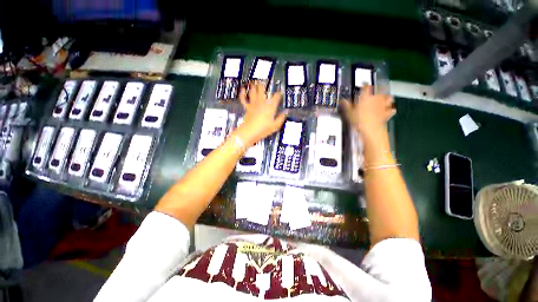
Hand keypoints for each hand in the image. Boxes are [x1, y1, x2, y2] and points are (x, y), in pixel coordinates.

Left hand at [236, 83, 286, 145]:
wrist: (250, 132)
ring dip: (254, 85)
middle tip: (264, 80)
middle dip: (264, 83)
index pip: (276, 96)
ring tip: (255, 81)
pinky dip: (242, 93)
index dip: (279, 93)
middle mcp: (262, 102)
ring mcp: (253, 104)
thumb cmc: (263, 129)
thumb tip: (286, 112)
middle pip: (262, 89)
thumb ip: (281, 118)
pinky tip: (243, 89)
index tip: (280, 91)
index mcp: (270, 106)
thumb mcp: (275, 126)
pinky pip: (243, 98)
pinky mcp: (247, 107)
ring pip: (253, 91)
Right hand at [341, 85, 395, 138]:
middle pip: (380, 89)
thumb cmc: (358, 119)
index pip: (366, 86)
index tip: (363, 85)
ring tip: (384, 97)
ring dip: (387, 96)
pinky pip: (391, 109)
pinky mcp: (387, 112)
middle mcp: (376, 98)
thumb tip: (342, 100)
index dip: (365, 85)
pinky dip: (390, 108)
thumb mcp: (348, 112)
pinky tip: (389, 109)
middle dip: (378, 88)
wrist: (371, 128)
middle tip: (375, 89)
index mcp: (366, 96)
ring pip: (388, 97)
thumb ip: (346, 105)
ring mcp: (383, 105)